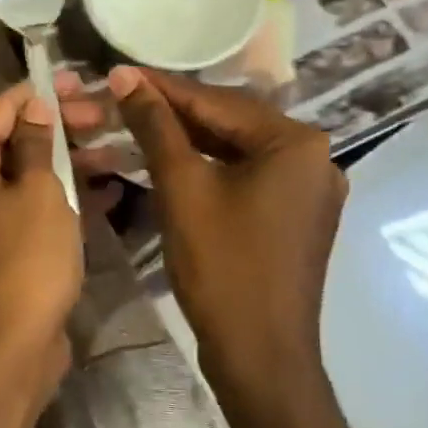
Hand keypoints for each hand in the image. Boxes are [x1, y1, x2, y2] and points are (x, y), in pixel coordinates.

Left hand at [0, 81, 83, 388]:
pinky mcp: (5, 247)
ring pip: (30, 174)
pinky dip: (67, 197)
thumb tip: (34, 104)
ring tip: (120, 150)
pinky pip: (36, 208)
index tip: (83, 80)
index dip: (41, 91)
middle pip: (15, 139)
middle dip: (62, 125)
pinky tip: (109, 190)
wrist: (9, 347)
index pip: (0, 108)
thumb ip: (36, 142)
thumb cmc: (25, 260)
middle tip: (108, 117)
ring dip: (72, 161)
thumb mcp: (40, 192)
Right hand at [83, 67, 351, 427]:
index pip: (216, 101)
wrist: (259, 353)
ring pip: (232, 152)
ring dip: (182, 142)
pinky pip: (242, 178)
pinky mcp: (292, 217)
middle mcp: (312, 157)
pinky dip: (204, 170)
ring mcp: (305, 190)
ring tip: (133, 127)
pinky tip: (167, 162)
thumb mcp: (182, 188)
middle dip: (169, 115)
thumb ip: (155, 127)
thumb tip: (125, 76)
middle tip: (117, 101)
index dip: (160, 88)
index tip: (115, 73)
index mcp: (296, 142)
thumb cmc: (222, 266)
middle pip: (227, 123)